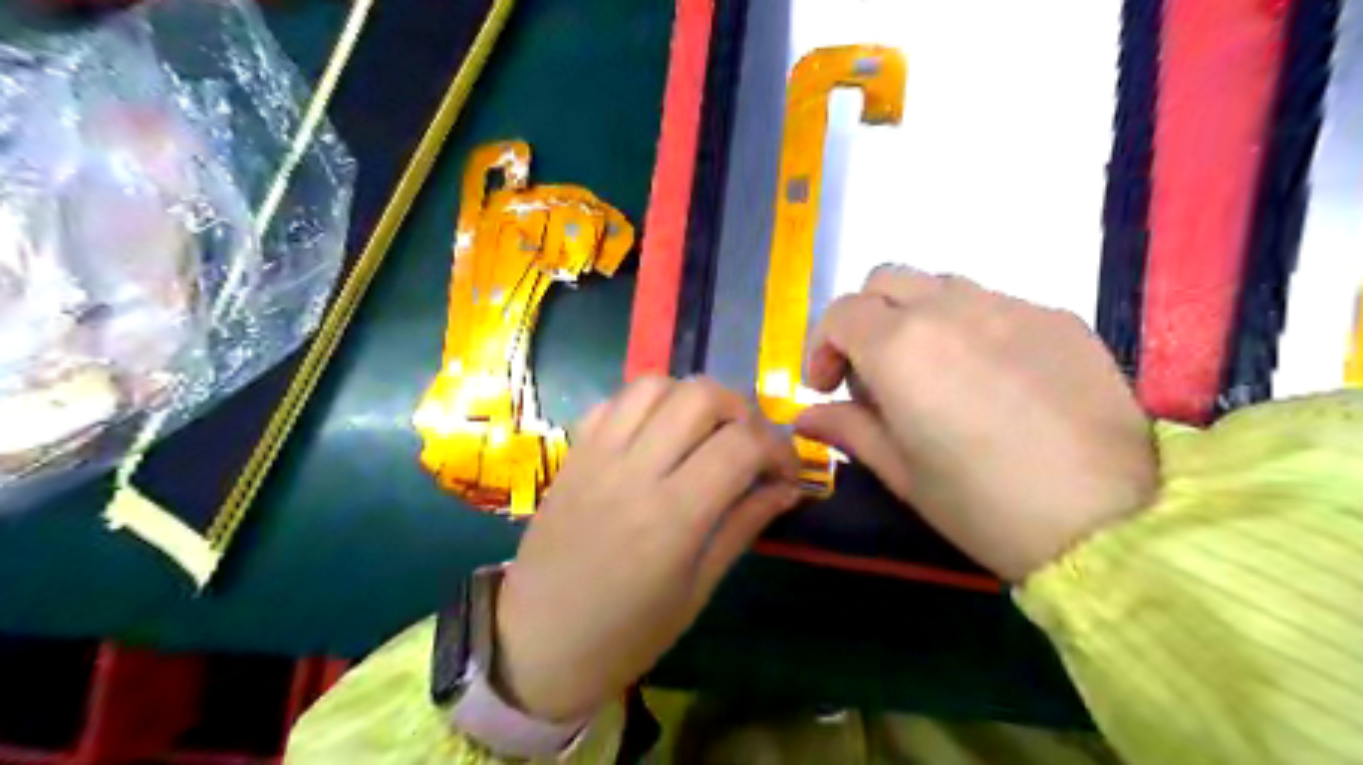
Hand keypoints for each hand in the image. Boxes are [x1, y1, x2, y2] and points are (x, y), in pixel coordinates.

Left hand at [498, 377, 800, 722]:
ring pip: (656, 385)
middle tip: (750, 444)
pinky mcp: (573, 452)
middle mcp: (634, 471)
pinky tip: (658, 434)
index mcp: (672, 517)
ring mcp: (597, 455)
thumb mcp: (697, 589)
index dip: (779, 448)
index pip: (741, 445)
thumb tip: (787, 488)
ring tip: (706, 432)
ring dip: (694, 398)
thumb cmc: (625, 634)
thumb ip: (743, 526)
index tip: (786, 471)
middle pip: (700, 396)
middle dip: (741, 410)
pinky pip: (614, 401)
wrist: (535, 642)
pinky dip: (648, 404)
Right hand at [794, 266, 1152, 579]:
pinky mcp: (1059, 318)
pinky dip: (972, 327)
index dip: (822, 345)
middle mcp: (951, 309)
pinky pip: (996, 304)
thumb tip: (805, 417)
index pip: (841, 313)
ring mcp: (1011, 306)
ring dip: (917, 316)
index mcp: (901, 346)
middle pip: (886, 279)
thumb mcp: (901, 472)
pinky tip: (993, 379)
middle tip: (874, 372)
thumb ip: (847, 429)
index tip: (827, 387)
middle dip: (865, 318)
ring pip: (941, 285)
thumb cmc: (982, 505)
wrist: (1110, 522)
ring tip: (933, 372)